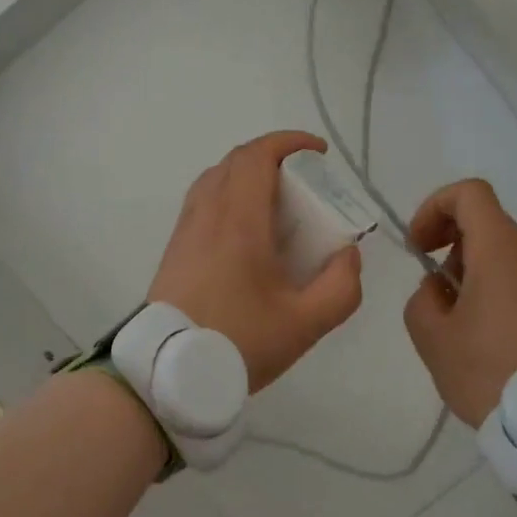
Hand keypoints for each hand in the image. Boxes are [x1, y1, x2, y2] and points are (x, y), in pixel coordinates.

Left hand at [149, 131, 364, 391]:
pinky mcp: (174, 249)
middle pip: (235, 162)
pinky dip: (228, 196)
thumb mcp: (306, 324)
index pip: (257, 157)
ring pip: (214, 179)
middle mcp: (207, 214)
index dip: (289, 143)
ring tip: (276, 203)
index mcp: (239, 221)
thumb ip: (341, 287)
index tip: (319, 152)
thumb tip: (349, 254)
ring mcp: (186, 230)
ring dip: (247, 175)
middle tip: (303, 181)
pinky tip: (247, 232)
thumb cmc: (239, 342)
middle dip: (273, 157)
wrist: (167, 373)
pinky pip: (202, 202)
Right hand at [403, 179, 516, 425]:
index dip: (434, 207)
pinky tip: (476, 326)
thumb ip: (422, 297)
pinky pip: (514, 272)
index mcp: (499, 250)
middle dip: (447, 239)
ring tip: (451, 313)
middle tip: (430, 282)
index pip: (469, 193)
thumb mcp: (431, 335)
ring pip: (498, 247)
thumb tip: (439, 289)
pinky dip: (487, 281)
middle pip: (484, 219)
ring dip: (466, 264)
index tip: (418, 246)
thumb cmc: (486, 370)